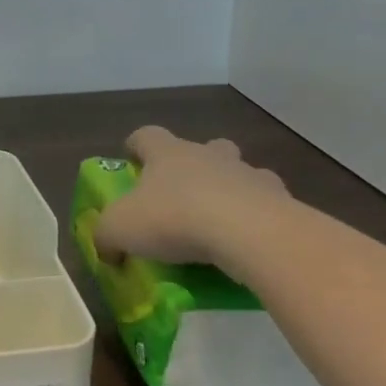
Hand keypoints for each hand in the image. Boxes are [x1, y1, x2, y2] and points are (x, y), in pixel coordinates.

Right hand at [94, 125, 292, 269]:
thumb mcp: (120, 229)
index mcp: (168, 153)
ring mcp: (248, 174)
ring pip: (240, 172)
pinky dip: (259, 217)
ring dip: (231, 188)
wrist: (249, 233)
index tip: (131, 160)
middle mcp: (208, 155)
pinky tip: (250, 241)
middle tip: (182, 192)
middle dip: (193, 163)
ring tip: (221, 220)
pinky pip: (269, 204)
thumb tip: (106, 249)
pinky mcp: (280, 200)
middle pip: (202, 146)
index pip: (146, 135)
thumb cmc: (174, 219)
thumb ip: (106, 237)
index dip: (136, 145)